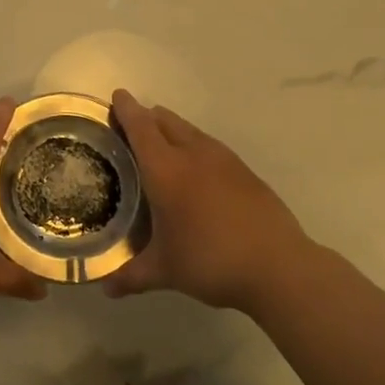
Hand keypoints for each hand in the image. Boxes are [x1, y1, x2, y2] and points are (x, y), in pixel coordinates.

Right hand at [104, 88, 320, 313]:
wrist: (278, 266)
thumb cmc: (211, 261)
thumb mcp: (166, 271)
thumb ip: (132, 275)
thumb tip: (106, 288)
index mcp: (166, 170)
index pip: (141, 128)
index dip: (126, 109)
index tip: (117, 95)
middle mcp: (193, 155)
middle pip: (165, 121)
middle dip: (147, 117)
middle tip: (131, 127)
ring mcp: (224, 160)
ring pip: (190, 130)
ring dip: (172, 129)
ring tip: (161, 145)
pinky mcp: (245, 172)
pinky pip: (210, 146)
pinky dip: (194, 147)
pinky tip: (196, 171)